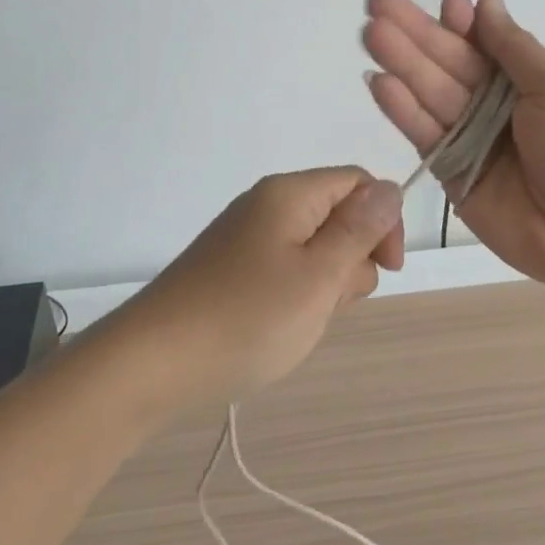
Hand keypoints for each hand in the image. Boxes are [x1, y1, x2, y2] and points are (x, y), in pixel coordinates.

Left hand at [119, 169, 405, 405]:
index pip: (358, 182)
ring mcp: (246, 237)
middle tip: (327, 302)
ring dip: (323, 284)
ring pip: (314, 248)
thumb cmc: (246, 318)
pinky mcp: (232, 268)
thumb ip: (359, 230)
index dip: (383, 220)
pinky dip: (295, 296)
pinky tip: (277, 327)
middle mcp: (267, 204)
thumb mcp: (318, 276)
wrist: (152, 363)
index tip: (387, 270)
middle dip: (350, 259)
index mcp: (290, 193)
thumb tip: (392, 188)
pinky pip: (285, 269)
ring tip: (299, 320)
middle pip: (337, 214)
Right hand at [362, 0, 544, 297]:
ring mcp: (469, 136)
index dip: (459, 22)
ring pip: (428, 91)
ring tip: (370, 33)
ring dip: (400, 62)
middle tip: (378, 2)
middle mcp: (492, 102)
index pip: (483, 41)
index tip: (443, 4)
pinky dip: (401, 109)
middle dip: (414, 32)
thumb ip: (513, 46)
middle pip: (447, 60)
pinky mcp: (449, 170)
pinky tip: (378, 83)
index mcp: (525, 78)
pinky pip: (422, 133)